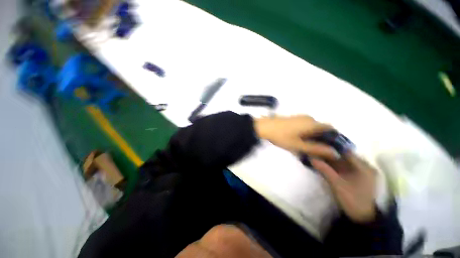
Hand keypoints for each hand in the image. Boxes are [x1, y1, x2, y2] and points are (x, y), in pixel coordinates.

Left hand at [254, 115, 338, 159]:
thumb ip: (316, 149)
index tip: (330, 148)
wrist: (264, 127)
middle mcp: (308, 118)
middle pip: (321, 128)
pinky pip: (304, 126)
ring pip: (312, 127)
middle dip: (321, 139)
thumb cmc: (281, 136)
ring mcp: (300, 117)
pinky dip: (305, 133)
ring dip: (312, 136)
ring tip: (306, 147)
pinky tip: (298, 140)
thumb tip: (334, 153)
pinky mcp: (293, 118)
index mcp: (312, 123)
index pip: (330, 128)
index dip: (333, 138)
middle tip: (316, 150)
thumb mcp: (298, 145)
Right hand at [311, 154, 376, 222]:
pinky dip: (334, 166)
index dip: (331, 148)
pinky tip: (324, 165)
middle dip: (329, 154)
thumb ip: (324, 170)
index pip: (346, 152)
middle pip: (344, 156)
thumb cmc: (353, 200)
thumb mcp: (337, 185)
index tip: (318, 146)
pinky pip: (344, 168)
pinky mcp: (356, 177)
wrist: (363, 218)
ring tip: (317, 156)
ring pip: (343, 162)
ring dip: (331, 160)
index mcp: (365, 167)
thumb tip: (311, 158)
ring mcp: (361, 172)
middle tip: (315, 152)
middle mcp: (364, 167)